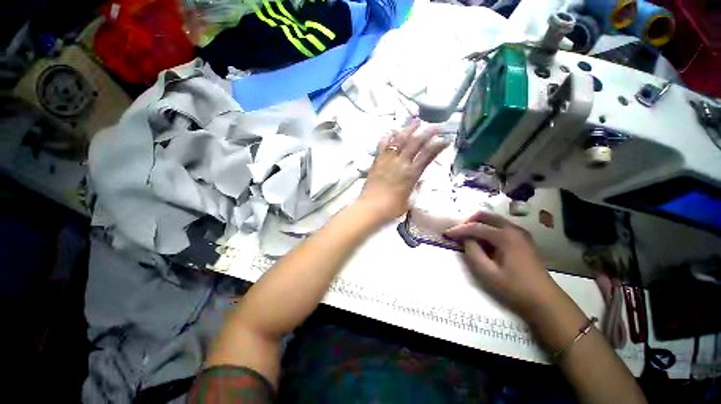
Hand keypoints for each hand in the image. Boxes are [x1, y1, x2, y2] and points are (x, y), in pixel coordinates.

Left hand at [355, 119, 448, 225]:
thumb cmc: (392, 208)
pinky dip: (387, 137)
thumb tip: (419, 179)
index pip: (427, 155)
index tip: (446, 139)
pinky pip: (382, 145)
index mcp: (411, 174)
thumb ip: (415, 187)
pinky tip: (391, 132)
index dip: (438, 145)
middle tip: (436, 126)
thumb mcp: (410, 200)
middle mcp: (400, 163)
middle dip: (427, 132)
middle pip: (415, 143)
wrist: (370, 208)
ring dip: (408, 129)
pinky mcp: (377, 161)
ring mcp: (387, 160)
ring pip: (399, 140)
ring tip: (416, 121)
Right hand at [445, 211, 562, 317]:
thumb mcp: (487, 273)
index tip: (446, 234)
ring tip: (468, 237)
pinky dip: (488, 229)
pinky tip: (484, 242)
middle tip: (458, 233)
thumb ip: (472, 252)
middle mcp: (513, 229)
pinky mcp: (523, 239)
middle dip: (468, 222)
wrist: (544, 300)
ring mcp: (520, 233)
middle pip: (485, 216)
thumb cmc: (514, 288)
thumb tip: (466, 239)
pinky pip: (501, 226)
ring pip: (493, 219)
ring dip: (478, 224)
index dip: (458, 230)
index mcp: (505, 236)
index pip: (475, 227)